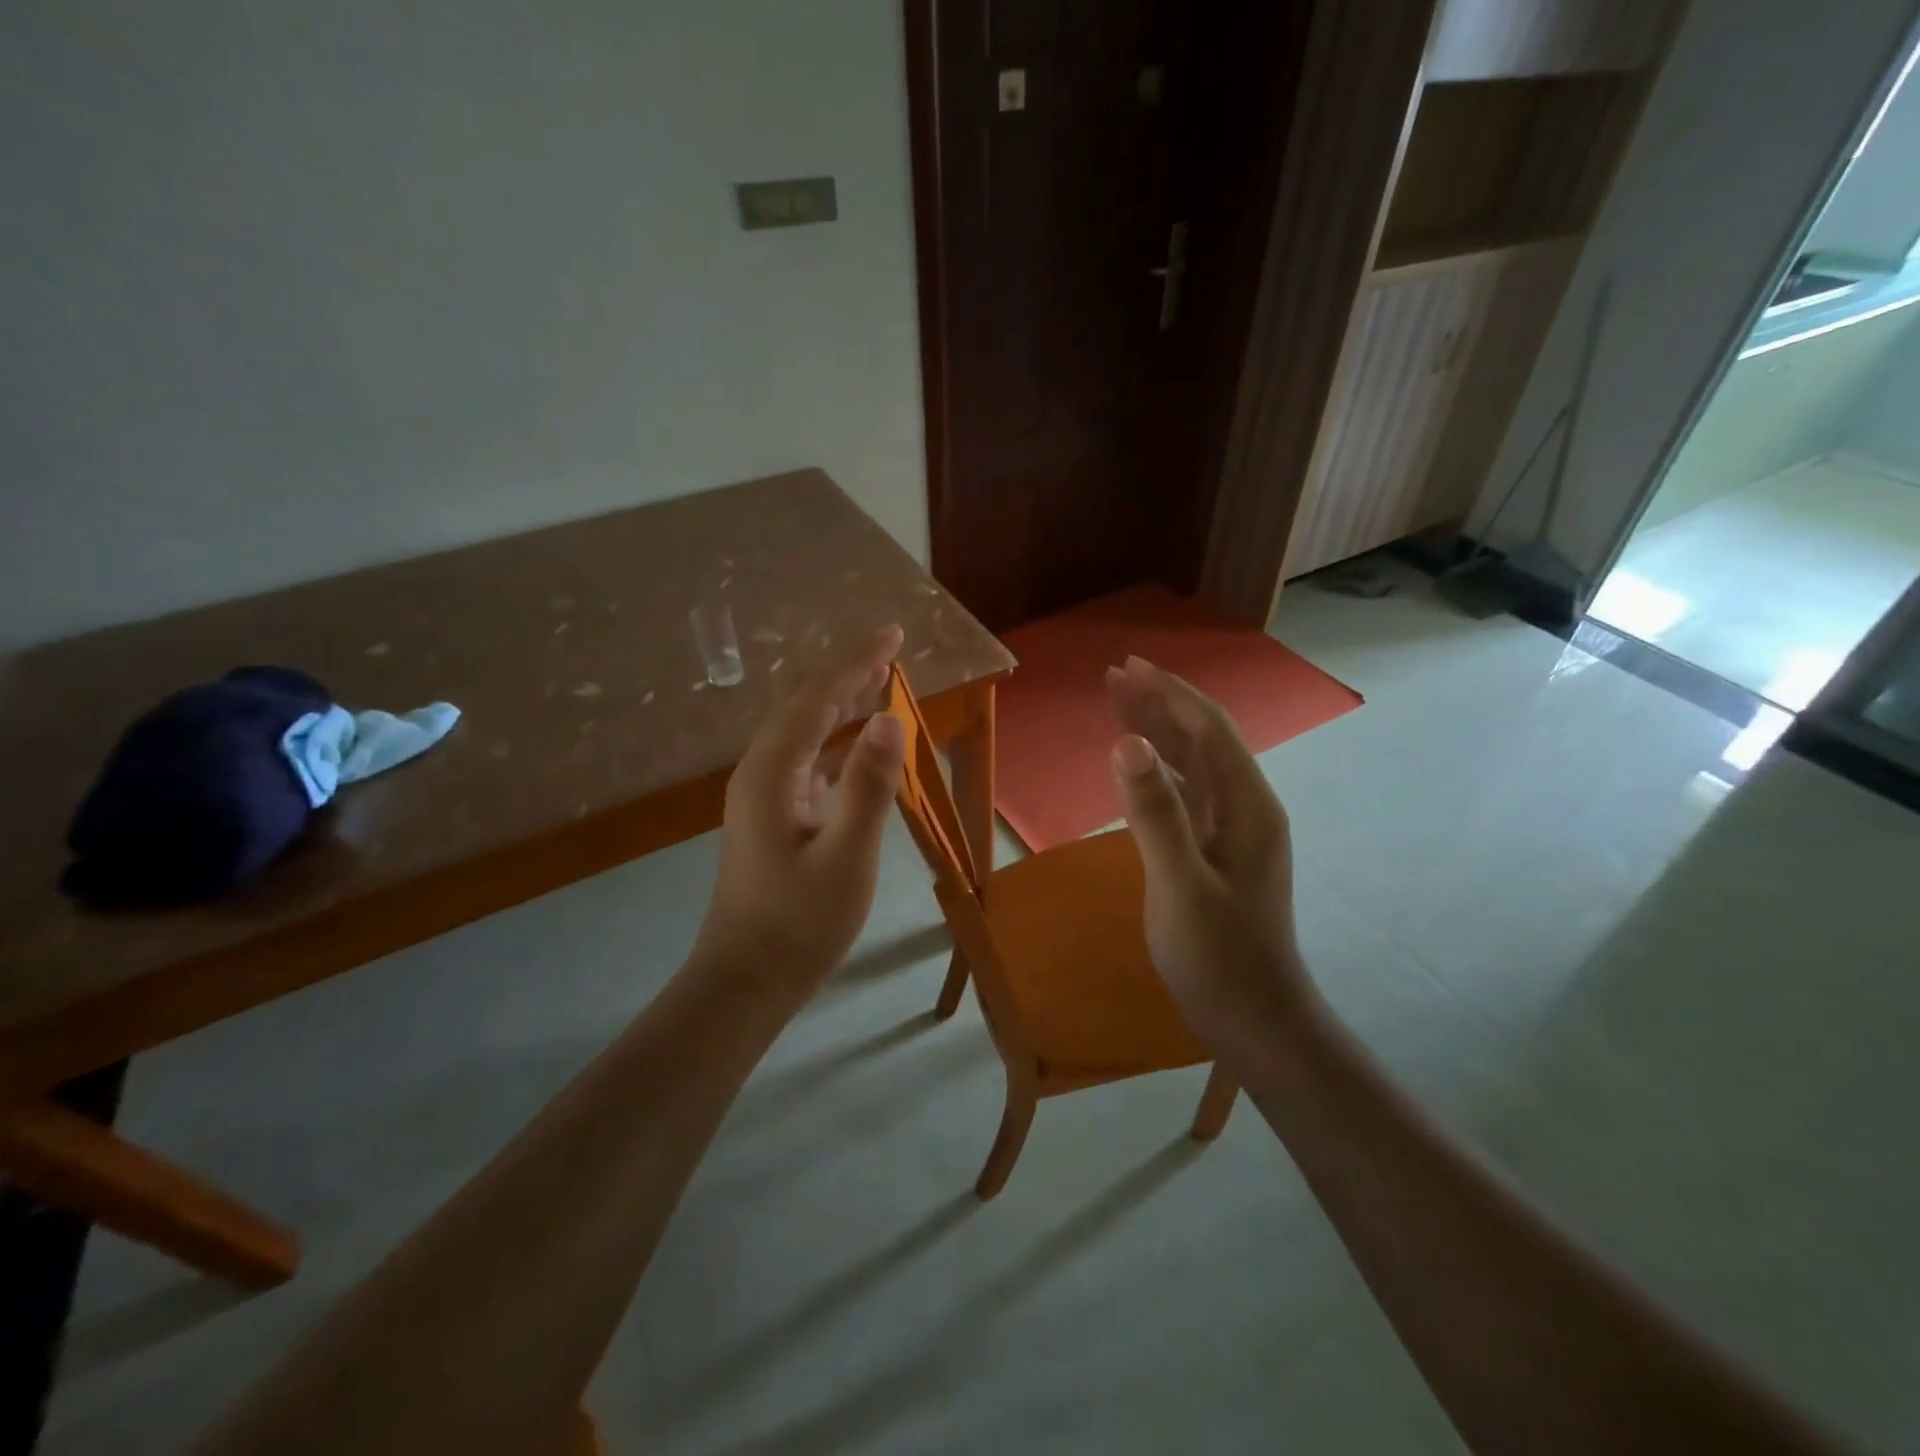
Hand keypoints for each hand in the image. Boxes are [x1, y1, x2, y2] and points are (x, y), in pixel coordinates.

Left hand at [690, 627, 907, 998]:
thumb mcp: (846, 857)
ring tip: (878, 682)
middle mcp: (761, 773)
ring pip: (803, 732)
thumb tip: (889, 718)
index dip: (856, 663)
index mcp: (771, 773)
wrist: (746, 980)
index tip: (893, 635)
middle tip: (891, 649)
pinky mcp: (773, 817)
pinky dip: (835, 739)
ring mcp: (764, 796)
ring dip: (841, 704)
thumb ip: (868, 787)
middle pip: (805, 707)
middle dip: (847, 674)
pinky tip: (856, 744)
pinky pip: (806, 760)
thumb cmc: (799, 924)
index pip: (817, 700)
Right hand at [1106, 656, 1313, 1048]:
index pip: (1209, 730)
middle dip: (1160, 703)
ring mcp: (1230, 831)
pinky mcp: (1213, 851)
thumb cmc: (1220, 958)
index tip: (1127, 668)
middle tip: (1113, 677)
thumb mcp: (1181, 886)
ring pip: (1191, 765)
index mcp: (1247, 807)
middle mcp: (1244, 808)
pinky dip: (1156, 770)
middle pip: (1201, 739)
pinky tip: (1135, 764)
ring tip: (1117, 704)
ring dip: (1156, 732)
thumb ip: (1155, 813)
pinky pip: (1184, 794)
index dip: (1169, 694)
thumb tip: (1125, 742)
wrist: (1254, 1021)